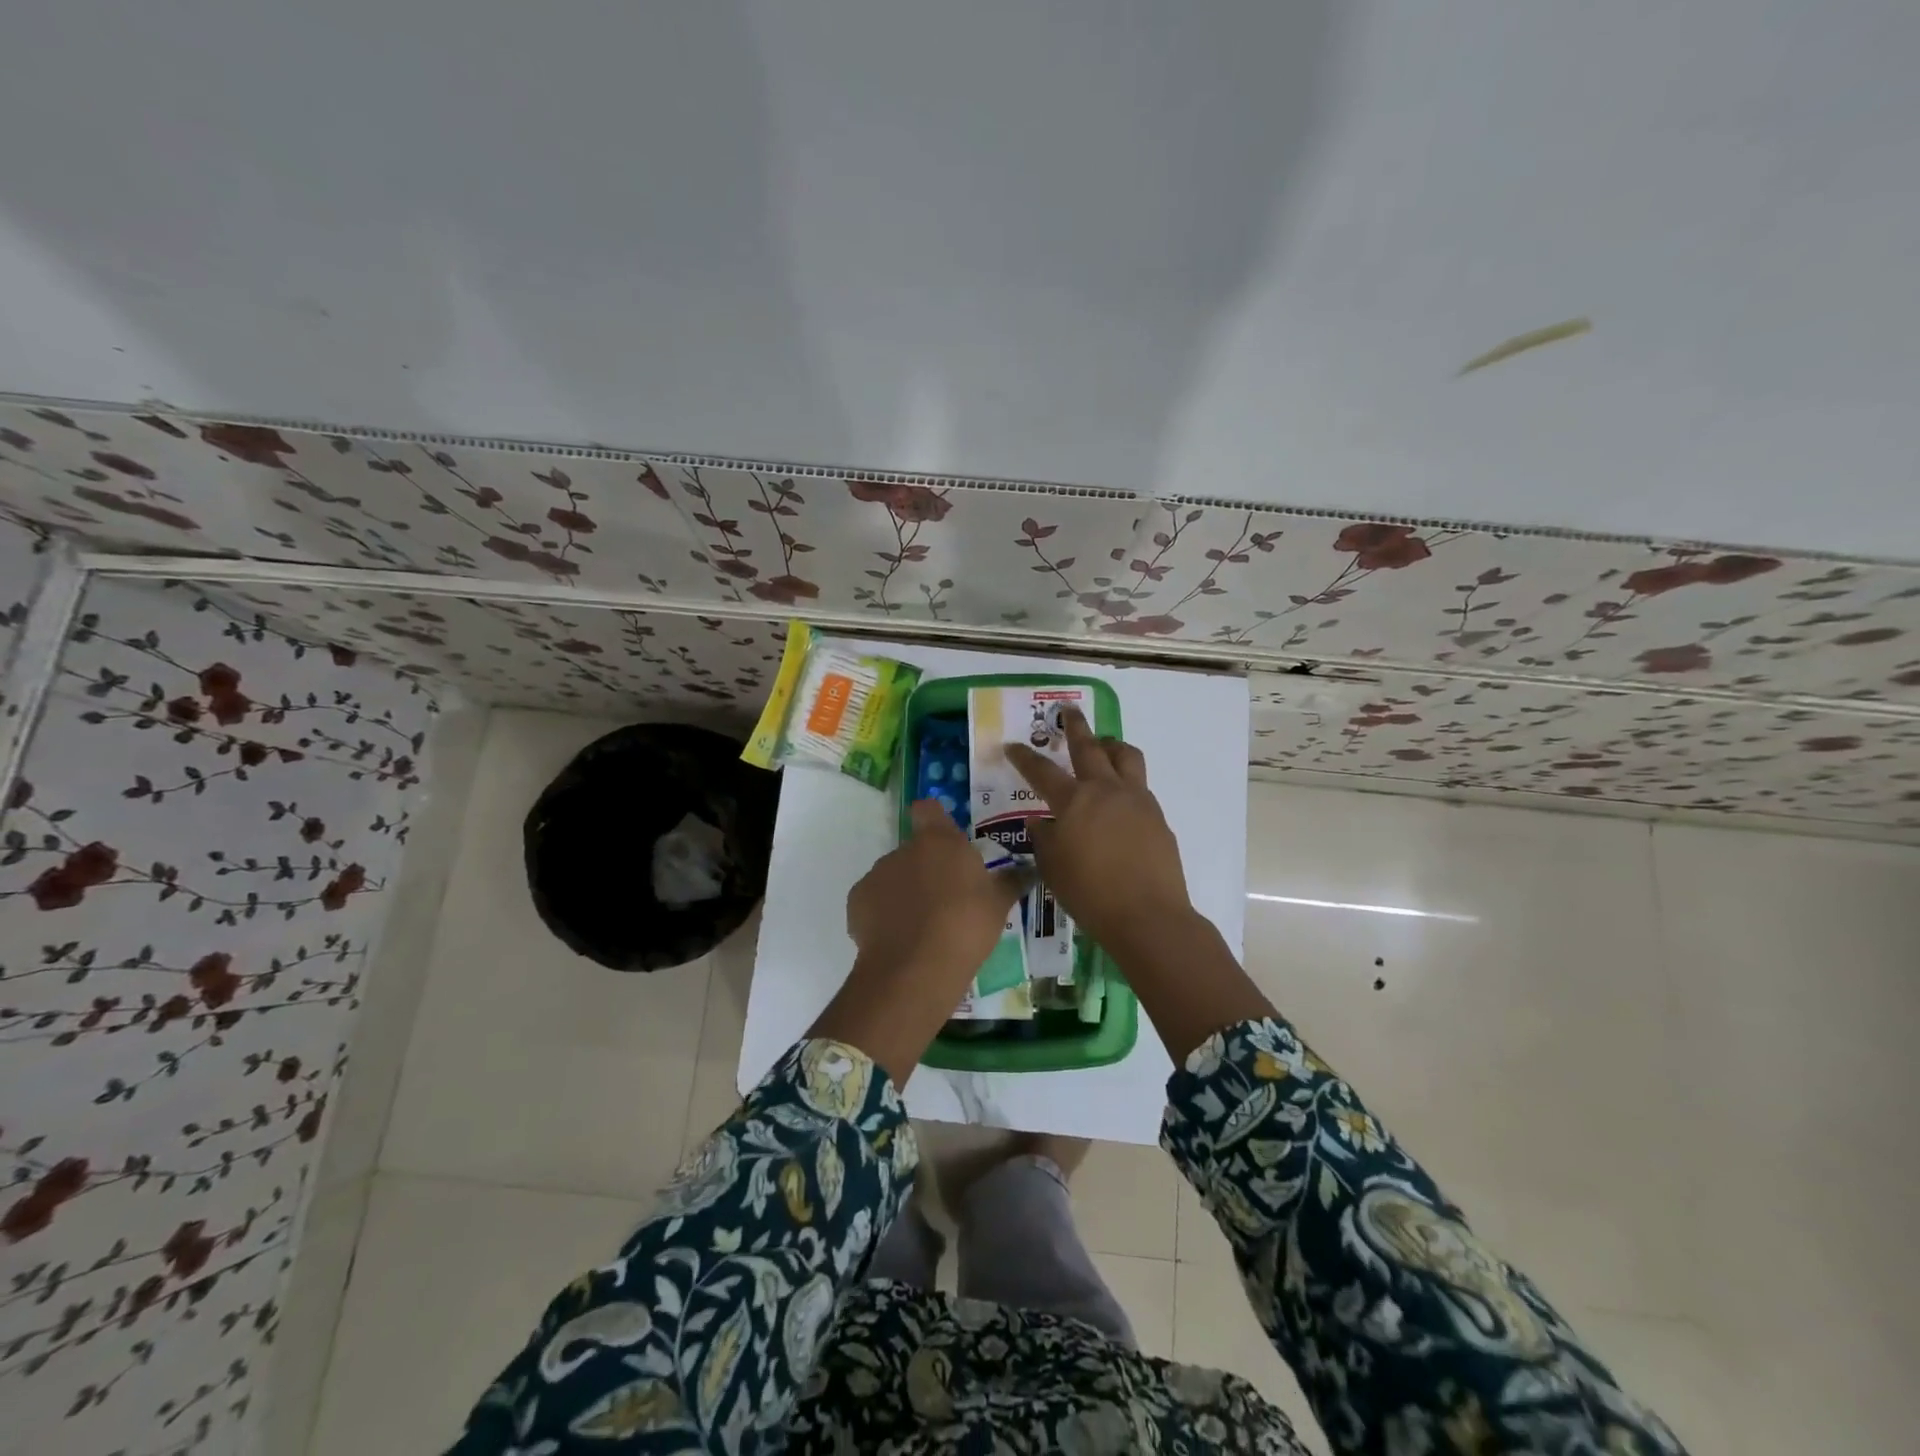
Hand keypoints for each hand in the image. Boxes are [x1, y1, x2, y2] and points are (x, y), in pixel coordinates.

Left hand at [818, 800, 1027, 1084]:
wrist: (915, 968)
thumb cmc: (965, 926)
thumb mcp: (998, 905)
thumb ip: (1010, 882)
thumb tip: (1027, 871)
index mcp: (939, 841)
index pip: (928, 809)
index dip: (934, 819)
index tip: (945, 841)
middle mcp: (903, 849)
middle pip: (914, 850)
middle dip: (926, 869)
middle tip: (946, 899)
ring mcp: (877, 874)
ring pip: (893, 876)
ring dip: (905, 892)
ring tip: (923, 926)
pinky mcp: (857, 901)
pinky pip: (874, 901)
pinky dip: (884, 914)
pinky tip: (900, 939)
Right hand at [1005, 709, 1192, 952]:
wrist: (1148, 916)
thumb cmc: (1090, 895)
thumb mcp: (1053, 868)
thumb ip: (1043, 839)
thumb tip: (1039, 821)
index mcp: (1074, 802)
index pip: (1041, 771)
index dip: (1024, 757)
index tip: (1012, 746)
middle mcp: (1106, 790)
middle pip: (1089, 746)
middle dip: (1075, 726)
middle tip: (1068, 710)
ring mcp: (1137, 800)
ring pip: (1125, 756)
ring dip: (1111, 745)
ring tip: (1103, 745)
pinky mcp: (1157, 816)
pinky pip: (1140, 785)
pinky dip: (1126, 780)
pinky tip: (1119, 799)